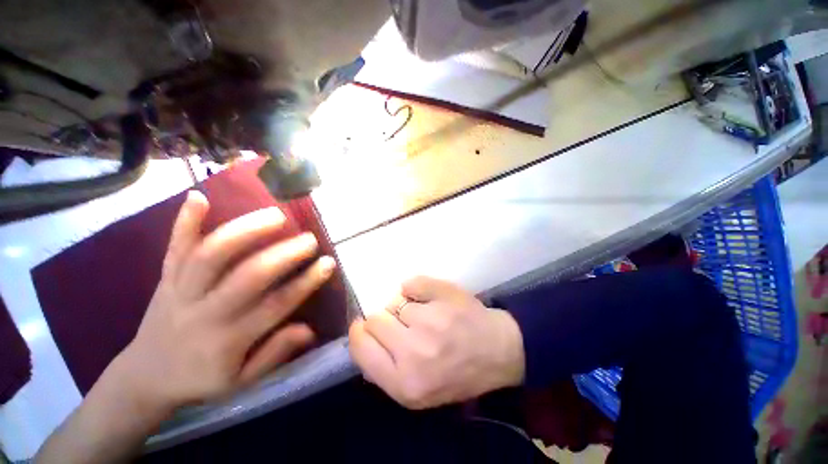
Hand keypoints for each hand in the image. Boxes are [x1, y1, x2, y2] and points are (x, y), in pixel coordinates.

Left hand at [112, 191, 335, 413]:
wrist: (145, 376)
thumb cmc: (200, 379)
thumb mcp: (242, 381)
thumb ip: (275, 353)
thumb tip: (309, 329)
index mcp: (227, 339)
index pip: (275, 305)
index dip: (305, 283)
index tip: (327, 263)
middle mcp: (204, 312)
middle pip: (247, 276)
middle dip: (284, 255)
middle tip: (310, 239)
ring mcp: (180, 291)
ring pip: (211, 256)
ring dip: (245, 231)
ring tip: (275, 215)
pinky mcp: (164, 278)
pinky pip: (174, 248)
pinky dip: (185, 222)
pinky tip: (198, 196)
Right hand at [349, 276, 524, 409]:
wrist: (499, 351)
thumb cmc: (458, 372)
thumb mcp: (418, 390)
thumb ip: (386, 372)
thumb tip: (364, 341)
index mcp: (404, 384)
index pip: (360, 347)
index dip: (360, 333)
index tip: (366, 326)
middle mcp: (413, 353)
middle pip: (375, 319)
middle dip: (385, 319)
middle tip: (402, 322)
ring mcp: (430, 321)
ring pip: (395, 301)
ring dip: (404, 306)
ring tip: (424, 314)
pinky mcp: (443, 296)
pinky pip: (411, 284)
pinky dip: (415, 288)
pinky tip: (429, 298)